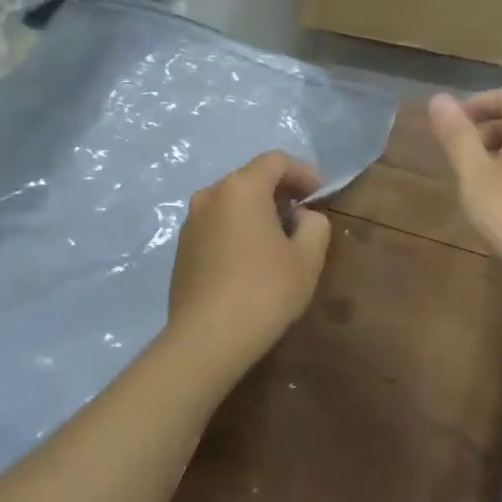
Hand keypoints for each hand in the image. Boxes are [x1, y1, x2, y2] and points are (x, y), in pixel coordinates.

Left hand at [167, 151, 331, 376]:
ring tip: (278, 238)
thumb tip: (302, 217)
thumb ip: (315, 225)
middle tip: (302, 215)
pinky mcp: (181, 249)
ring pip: (231, 203)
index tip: (319, 194)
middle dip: (279, 191)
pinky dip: (237, 229)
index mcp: (242, 188)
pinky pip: (216, 225)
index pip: (275, 161)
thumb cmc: (264, 290)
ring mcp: (191, 222)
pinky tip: (251, 259)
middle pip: (250, 179)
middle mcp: (211, 195)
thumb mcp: (308, 257)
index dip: (302, 172)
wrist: (206, 340)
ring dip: (257, 211)